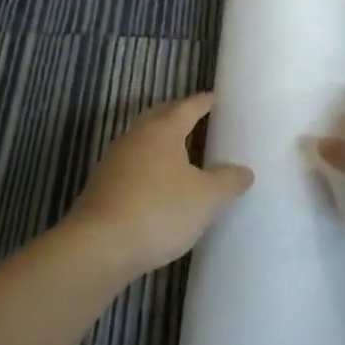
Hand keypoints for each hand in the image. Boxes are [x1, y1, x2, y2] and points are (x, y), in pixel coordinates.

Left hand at [64, 92, 252, 279]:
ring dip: (161, 140)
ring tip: (180, 151)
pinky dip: (148, 165)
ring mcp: (114, 161)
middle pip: (160, 117)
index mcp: (163, 130)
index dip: (204, 102)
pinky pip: (132, 164)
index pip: (187, 107)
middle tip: (198, 118)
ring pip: (142, 140)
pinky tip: (156, 183)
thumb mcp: (206, 199)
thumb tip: (245, 171)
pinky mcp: (102, 186)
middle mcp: (136, 137)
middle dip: (178, 114)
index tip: (215, 98)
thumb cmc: (159, 211)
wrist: (99, 246)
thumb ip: (227, 182)